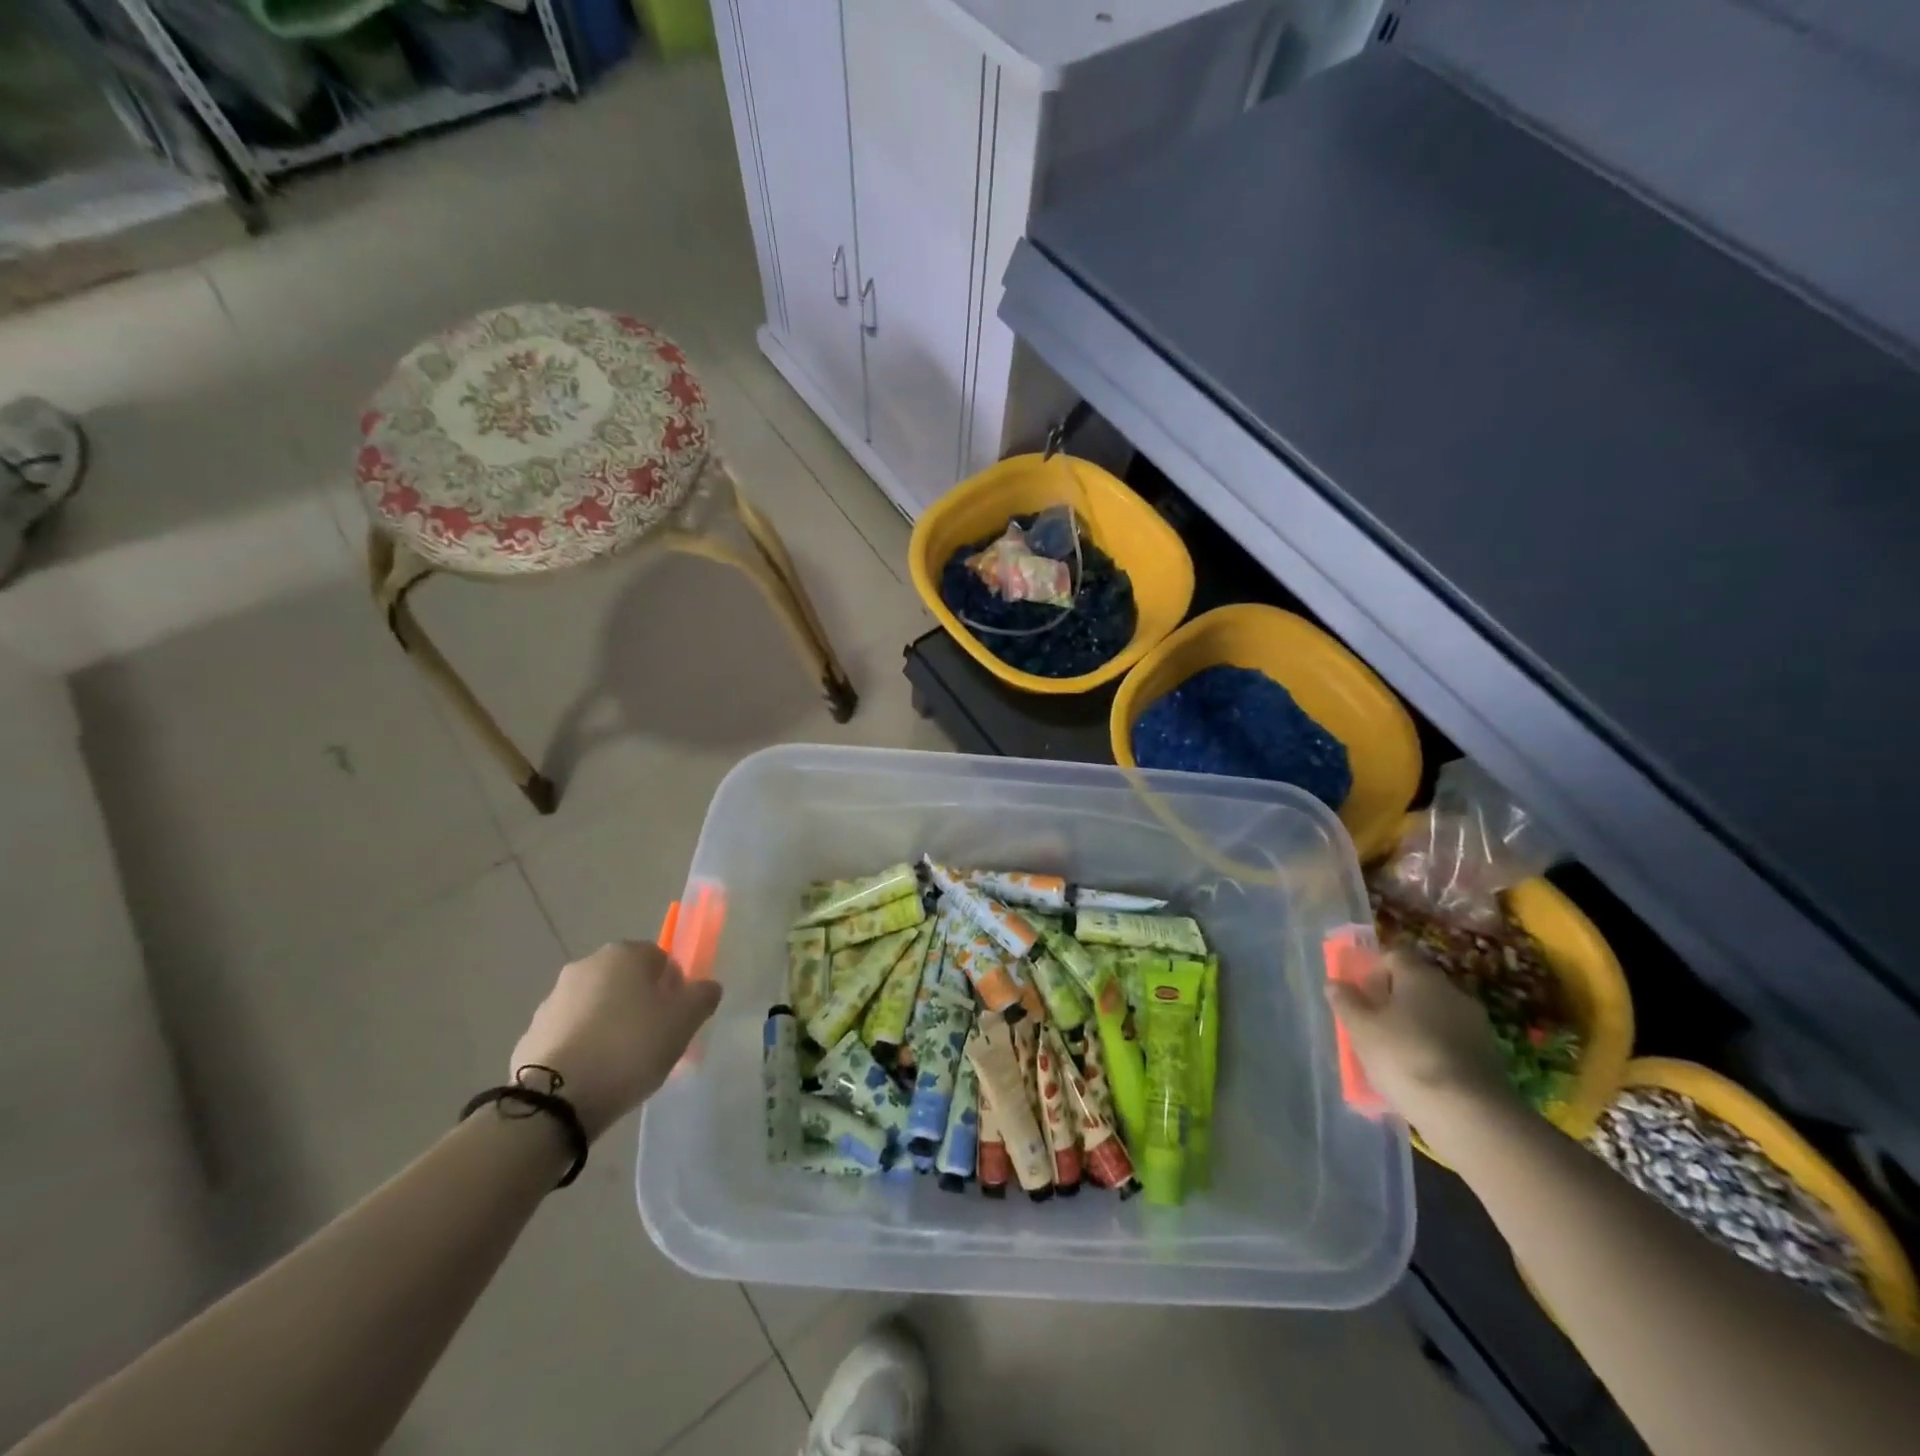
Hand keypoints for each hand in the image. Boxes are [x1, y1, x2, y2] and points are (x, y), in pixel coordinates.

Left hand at [511, 942, 721, 1139]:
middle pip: (626, 981)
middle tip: (655, 1041)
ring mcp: (552, 1000)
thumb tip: (706, 986)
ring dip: (611, 1025)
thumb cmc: (629, 1048)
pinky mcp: (531, 1035)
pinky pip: (571, 1034)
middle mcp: (585, 966)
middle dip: (641, 1005)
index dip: (674, 987)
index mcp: (622, 955)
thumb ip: (702, 996)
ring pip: (597, 1007)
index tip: (677, 1018)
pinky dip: (584, 1047)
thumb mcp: (683, 1022)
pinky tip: (594, 1076)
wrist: (555, 1101)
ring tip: (623, 1065)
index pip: (660, 958)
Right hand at [1326, 945, 1513, 1134]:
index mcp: (1420, 976)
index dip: (1373, 969)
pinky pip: (1449, 1041)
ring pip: (1433, 1014)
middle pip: (1415, 985)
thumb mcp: (1361, 1028)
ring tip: (1391, 1053)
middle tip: (1370, 1023)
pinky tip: (1417, 1074)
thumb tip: (1335, 983)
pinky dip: (1432, 1050)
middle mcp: (1451, 991)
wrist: (1470, 1115)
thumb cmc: (1405, 1057)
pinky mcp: (1487, 1057)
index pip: (1394, 955)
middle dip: (1392, 1000)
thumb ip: (1346, 1002)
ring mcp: (1475, 1025)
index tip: (1358, 993)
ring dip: (1413, 1026)